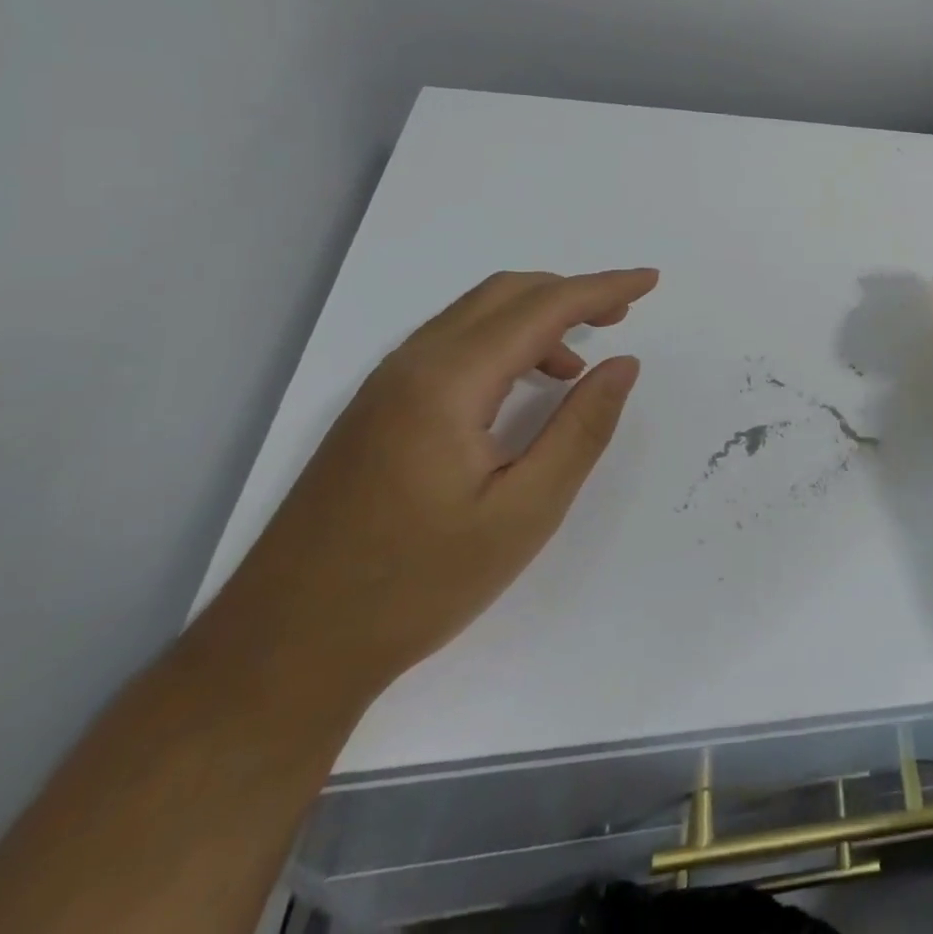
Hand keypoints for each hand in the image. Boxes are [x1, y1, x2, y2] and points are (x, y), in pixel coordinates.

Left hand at [200, 269, 657, 708]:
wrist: (282, 653)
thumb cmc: (417, 585)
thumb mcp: (525, 512)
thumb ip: (582, 429)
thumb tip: (623, 364)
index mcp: (447, 384)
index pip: (541, 308)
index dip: (603, 288)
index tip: (650, 280)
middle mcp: (411, 367)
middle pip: (504, 295)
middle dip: (571, 293)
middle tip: (622, 316)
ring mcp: (384, 388)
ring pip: (475, 317)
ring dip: (537, 319)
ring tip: (579, 365)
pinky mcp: (374, 412)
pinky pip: (452, 347)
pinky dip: (504, 345)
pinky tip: (524, 391)